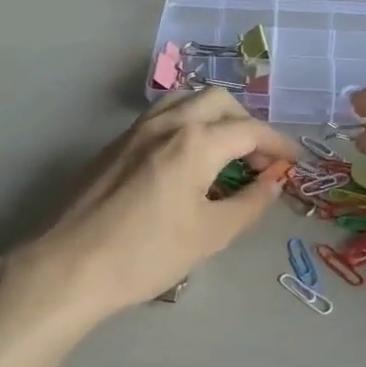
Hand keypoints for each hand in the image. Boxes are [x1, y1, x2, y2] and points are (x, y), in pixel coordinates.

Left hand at [17, 88, 295, 326]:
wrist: (71, 266)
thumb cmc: (147, 254)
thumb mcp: (211, 234)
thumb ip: (250, 203)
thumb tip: (273, 182)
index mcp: (195, 142)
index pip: (250, 130)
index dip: (278, 144)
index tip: (294, 161)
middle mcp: (167, 123)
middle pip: (219, 101)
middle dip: (247, 123)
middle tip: (258, 159)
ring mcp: (136, 130)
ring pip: (186, 100)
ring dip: (214, 117)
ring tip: (224, 153)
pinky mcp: (115, 143)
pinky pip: (162, 116)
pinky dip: (187, 124)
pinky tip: (187, 160)